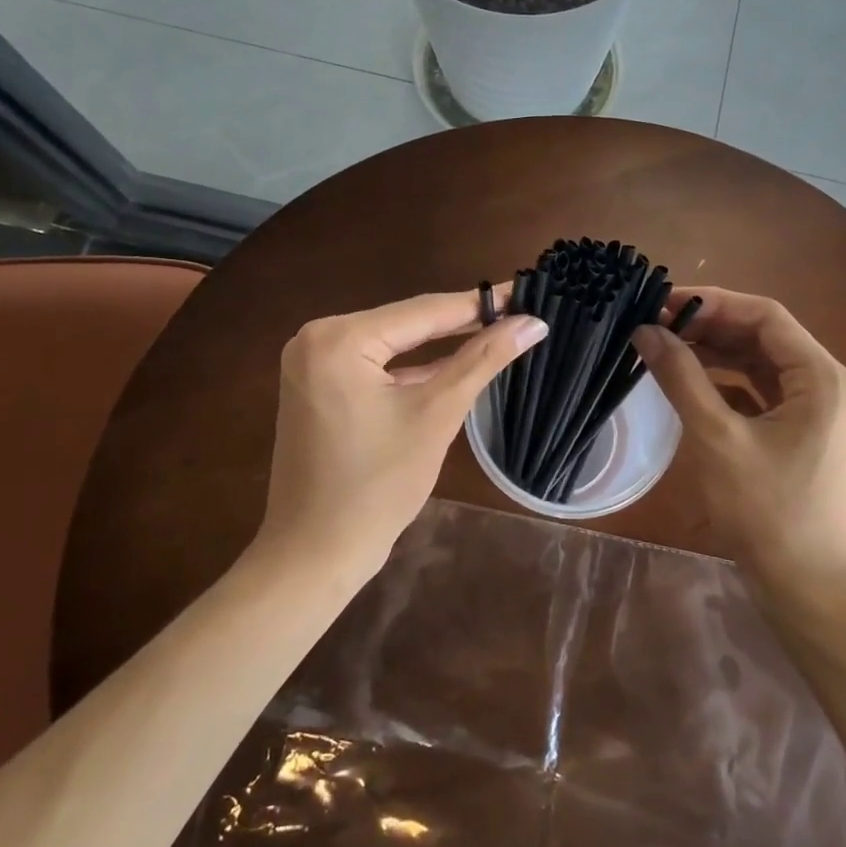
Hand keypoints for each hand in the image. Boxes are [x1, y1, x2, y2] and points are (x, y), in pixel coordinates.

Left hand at [260, 289, 546, 578]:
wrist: (314, 555)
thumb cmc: (377, 487)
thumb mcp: (436, 415)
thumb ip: (483, 360)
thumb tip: (532, 322)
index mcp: (338, 338)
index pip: (423, 311)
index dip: (480, 303)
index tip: (526, 291)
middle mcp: (316, 338)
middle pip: (406, 323)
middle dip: (462, 322)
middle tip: (518, 312)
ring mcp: (312, 363)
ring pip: (393, 344)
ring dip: (440, 344)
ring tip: (497, 330)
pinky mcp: (317, 386)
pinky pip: (375, 365)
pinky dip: (413, 367)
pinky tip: (455, 361)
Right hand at [632, 288, 845, 601]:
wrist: (812, 592)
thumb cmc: (768, 513)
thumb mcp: (718, 438)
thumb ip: (681, 378)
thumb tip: (646, 330)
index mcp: (822, 377)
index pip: (766, 315)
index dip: (713, 302)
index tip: (663, 302)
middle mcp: (828, 385)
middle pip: (765, 337)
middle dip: (712, 326)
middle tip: (658, 324)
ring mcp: (820, 413)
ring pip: (763, 365)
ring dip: (718, 353)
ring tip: (668, 347)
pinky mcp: (805, 437)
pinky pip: (764, 394)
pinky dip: (729, 384)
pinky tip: (693, 385)